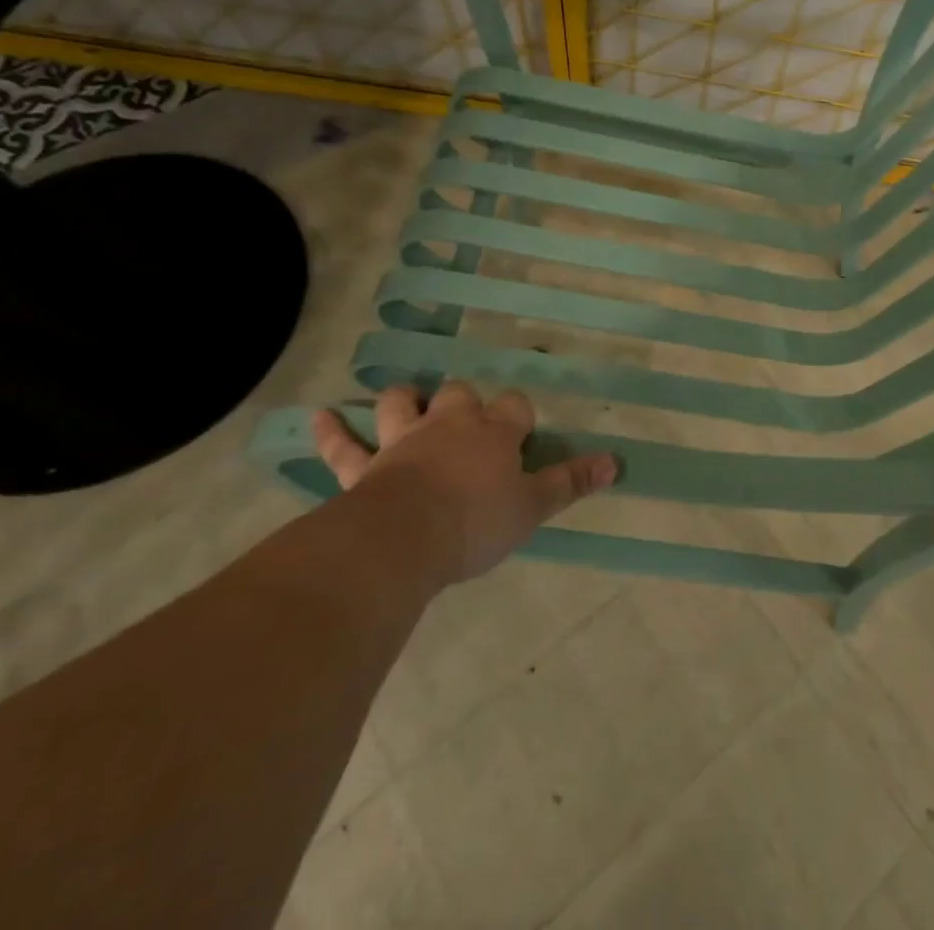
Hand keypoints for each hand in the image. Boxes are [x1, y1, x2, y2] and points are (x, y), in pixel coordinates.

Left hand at [311, 381, 616, 583]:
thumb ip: (571, 482)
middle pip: (460, 395)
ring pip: (402, 405)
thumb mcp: (533, 507)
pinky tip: (317, 417)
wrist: (404, 539)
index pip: (514, 406)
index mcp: (493, 433)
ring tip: (406, 401)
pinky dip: (331, 431)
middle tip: (468, 420)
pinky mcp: (365, 466)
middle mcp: (450, 425)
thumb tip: (616, 462)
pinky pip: (343, 446)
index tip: (521, 433)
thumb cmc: (476, 522)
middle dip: (465, 401)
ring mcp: (404, 441)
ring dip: (403, 401)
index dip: (519, 415)